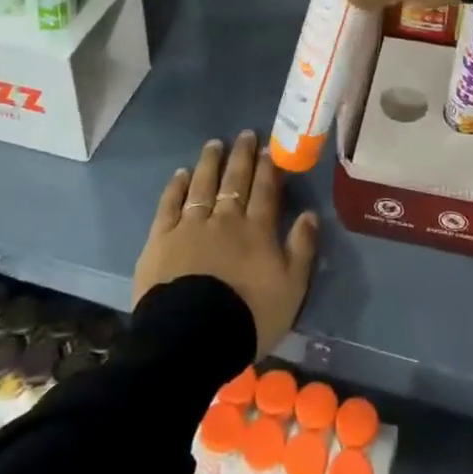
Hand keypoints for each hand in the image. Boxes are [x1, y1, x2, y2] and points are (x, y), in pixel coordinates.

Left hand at [134, 131, 319, 356]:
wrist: (192, 339)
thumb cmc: (248, 316)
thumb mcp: (291, 289)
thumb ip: (302, 249)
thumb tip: (310, 214)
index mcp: (257, 230)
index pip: (265, 190)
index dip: (268, 167)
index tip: (269, 147)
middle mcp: (225, 219)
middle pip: (235, 181)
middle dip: (242, 156)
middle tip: (245, 134)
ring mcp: (190, 226)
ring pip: (202, 185)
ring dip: (210, 163)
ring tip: (214, 144)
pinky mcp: (161, 240)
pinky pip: (170, 205)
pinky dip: (176, 187)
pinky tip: (181, 174)